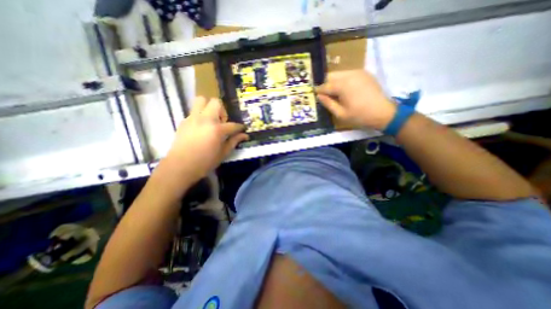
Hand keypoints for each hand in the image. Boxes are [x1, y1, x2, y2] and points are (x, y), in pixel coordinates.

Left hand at [162, 98, 248, 181]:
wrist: (180, 166)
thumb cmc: (204, 162)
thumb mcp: (223, 153)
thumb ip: (234, 141)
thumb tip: (244, 135)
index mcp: (217, 129)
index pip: (233, 125)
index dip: (240, 127)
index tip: (242, 129)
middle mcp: (205, 119)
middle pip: (216, 102)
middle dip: (222, 110)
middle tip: (222, 122)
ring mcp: (193, 118)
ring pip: (201, 100)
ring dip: (209, 107)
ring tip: (211, 120)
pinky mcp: (184, 121)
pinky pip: (194, 111)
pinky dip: (200, 115)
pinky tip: (201, 128)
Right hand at [316, 70, 398, 129]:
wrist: (383, 113)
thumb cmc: (359, 116)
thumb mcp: (340, 113)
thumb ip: (328, 103)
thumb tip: (319, 96)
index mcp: (342, 85)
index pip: (325, 86)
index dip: (318, 90)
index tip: (314, 94)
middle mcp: (349, 75)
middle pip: (331, 76)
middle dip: (326, 84)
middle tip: (325, 95)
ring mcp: (358, 72)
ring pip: (340, 74)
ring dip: (334, 82)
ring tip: (335, 93)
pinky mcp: (365, 73)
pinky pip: (349, 74)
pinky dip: (344, 80)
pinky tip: (346, 90)